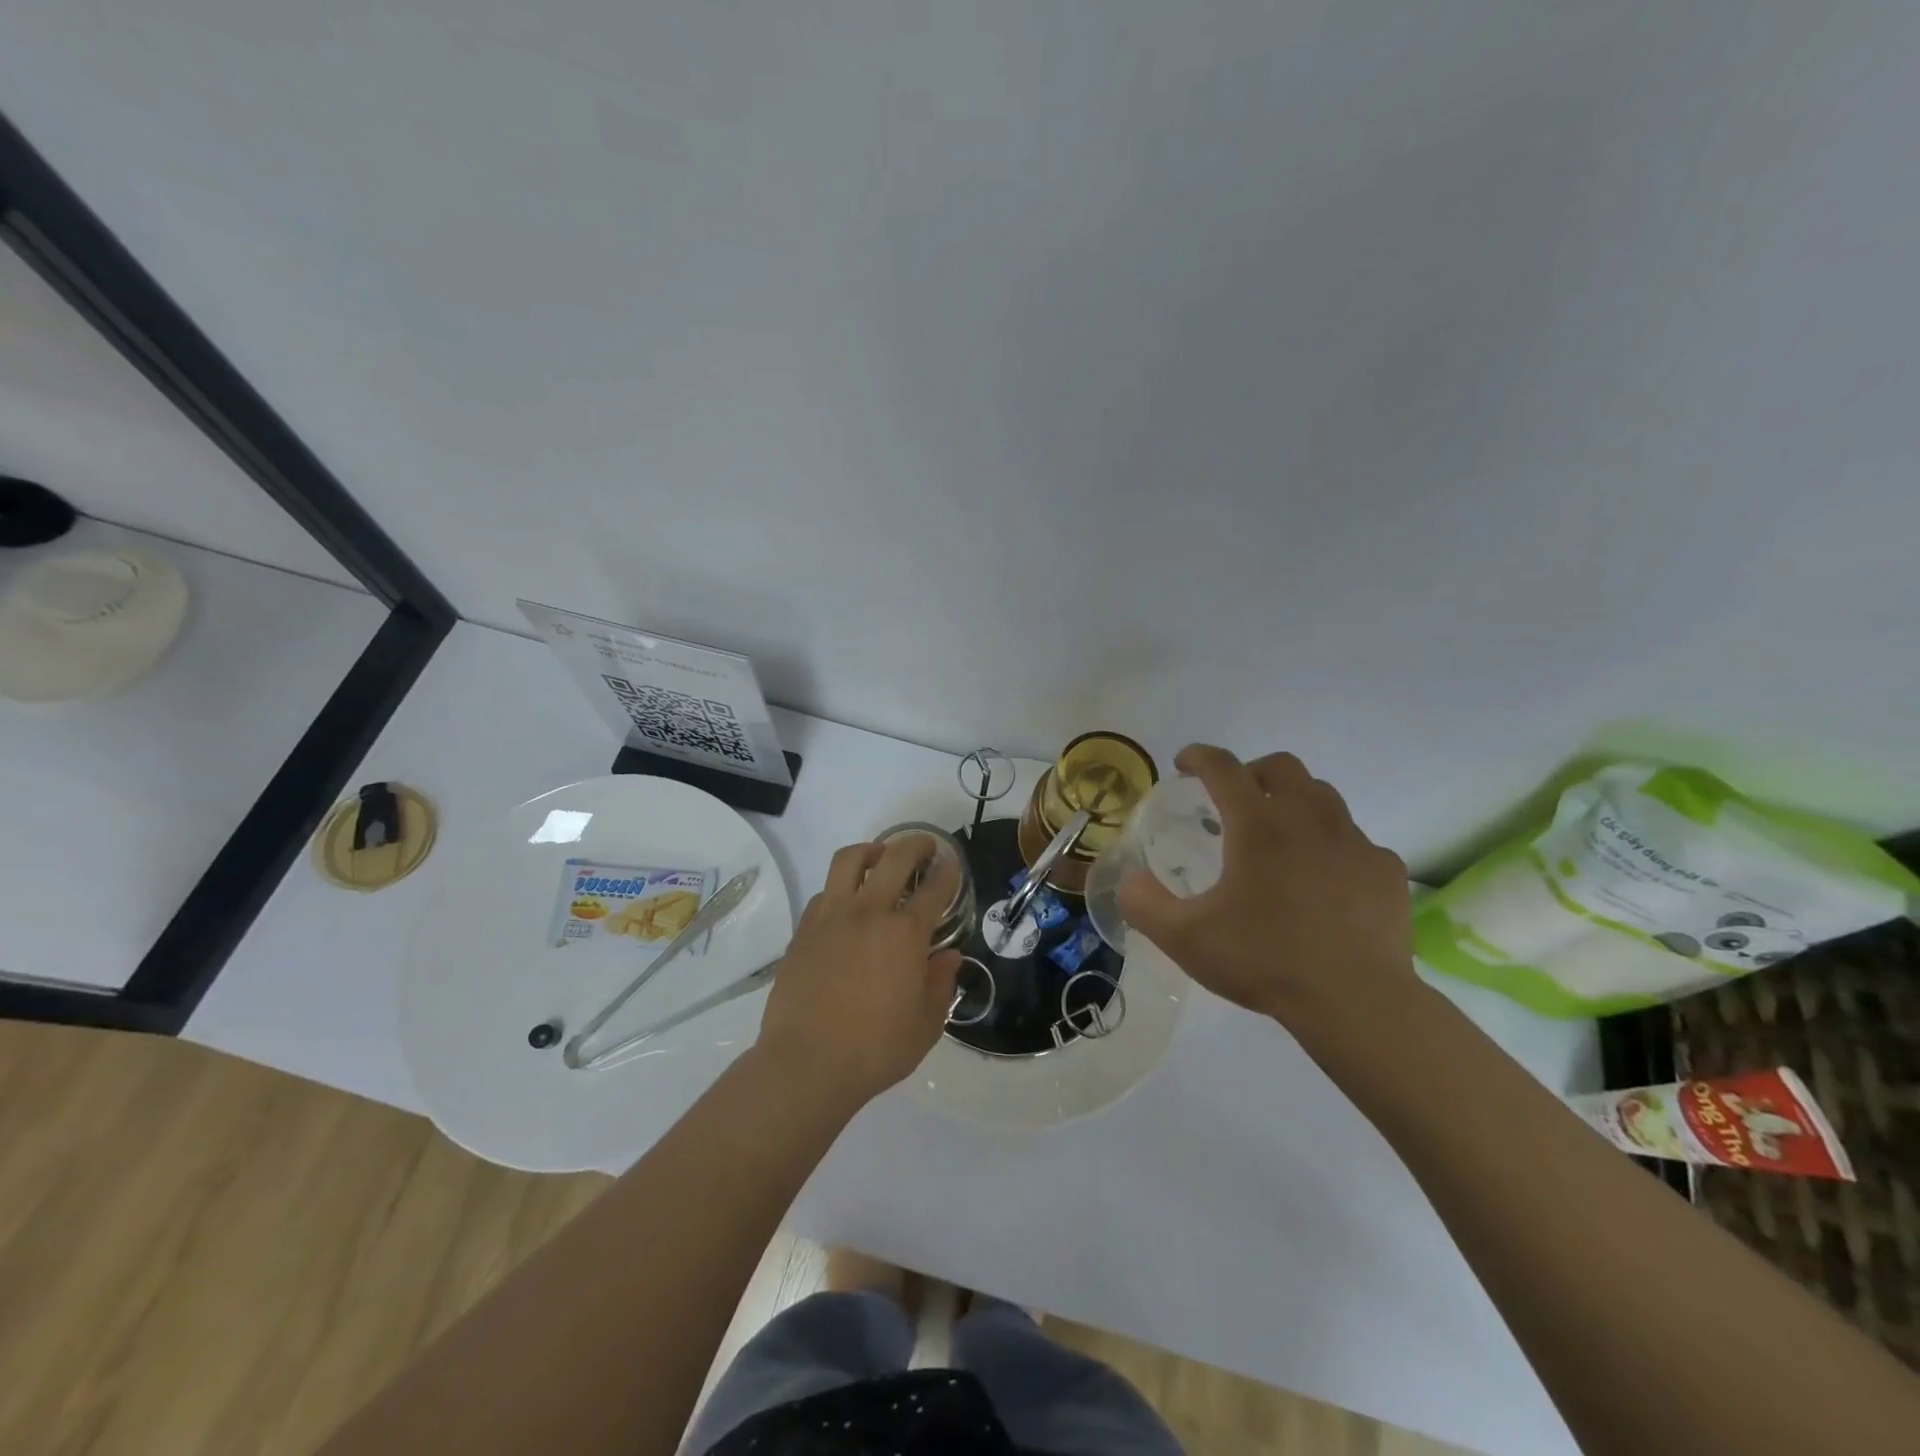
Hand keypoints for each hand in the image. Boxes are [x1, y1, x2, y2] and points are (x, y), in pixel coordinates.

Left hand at [756, 834, 962, 1108]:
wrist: (806, 1064)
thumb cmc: (875, 1049)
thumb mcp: (926, 1025)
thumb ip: (941, 984)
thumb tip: (949, 956)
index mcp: (905, 933)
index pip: (935, 889)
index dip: (948, 872)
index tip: (952, 865)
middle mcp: (868, 912)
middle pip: (894, 857)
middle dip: (915, 844)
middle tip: (924, 847)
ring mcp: (831, 917)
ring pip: (850, 860)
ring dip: (871, 851)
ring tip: (879, 858)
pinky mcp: (803, 931)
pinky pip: (824, 892)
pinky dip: (841, 887)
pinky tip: (847, 904)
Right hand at [1117, 745, 1413, 1031]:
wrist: (1357, 1003)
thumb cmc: (1264, 960)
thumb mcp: (1184, 938)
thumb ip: (1144, 903)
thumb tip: (1131, 880)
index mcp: (1258, 825)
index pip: (1223, 768)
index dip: (1199, 757)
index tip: (1184, 764)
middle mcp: (1309, 819)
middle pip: (1282, 766)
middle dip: (1251, 771)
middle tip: (1234, 799)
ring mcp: (1354, 842)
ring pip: (1323, 797)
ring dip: (1294, 802)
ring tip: (1278, 837)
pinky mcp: (1385, 870)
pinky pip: (1355, 841)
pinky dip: (1331, 846)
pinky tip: (1323, 882)